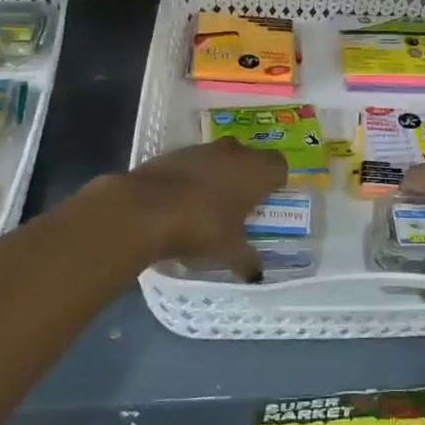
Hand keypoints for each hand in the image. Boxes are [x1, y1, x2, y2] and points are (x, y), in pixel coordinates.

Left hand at [109, 139, 287, 279]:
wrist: (144, 209)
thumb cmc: (201, 227)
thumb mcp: (228, 252)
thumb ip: (247, 261)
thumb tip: (257, 275)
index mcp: (256, 171)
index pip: (279, 166)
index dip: (275, 182)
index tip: (267, 201)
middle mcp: (234, 152)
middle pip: (250, 158)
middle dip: (247, 177)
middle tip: (241, 204)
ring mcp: (202, 149)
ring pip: (221, 157)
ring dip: (220, 174)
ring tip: (210, 204)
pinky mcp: (174, 153)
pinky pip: (194, 163)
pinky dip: (193, 176)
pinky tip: (183, 200)